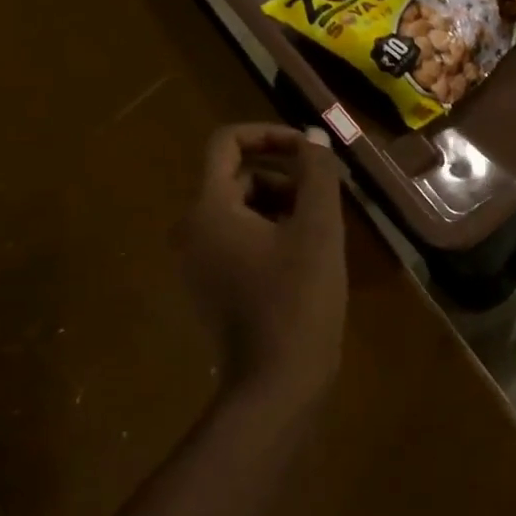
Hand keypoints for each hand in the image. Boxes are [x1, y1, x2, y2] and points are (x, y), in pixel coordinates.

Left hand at [175, 124, 346, 398]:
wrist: (277, 381)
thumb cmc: (300, 299)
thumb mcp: (319, 228)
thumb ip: (317, 174)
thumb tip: (313, 139)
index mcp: (208, 210)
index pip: (227, 143)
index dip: (271, 135)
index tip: (311, 152)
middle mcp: (190, 231)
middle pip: (237, 179)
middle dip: (284, 180)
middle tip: (326, 205)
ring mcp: (196, 263)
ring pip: (241, 212)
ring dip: (282, 209)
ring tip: (320, 236)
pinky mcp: (209, 288)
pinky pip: (238, 242)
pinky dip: (270, 236)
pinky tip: (304, 262)